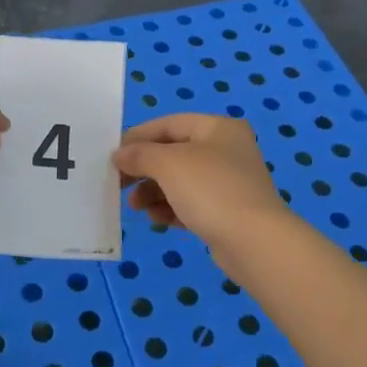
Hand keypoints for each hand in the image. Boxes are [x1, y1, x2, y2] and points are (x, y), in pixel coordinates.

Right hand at [112, 114, 291, 264]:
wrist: (254, 242)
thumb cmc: (210, 190)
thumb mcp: (168, 164)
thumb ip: (139, 155)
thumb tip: (120, 155)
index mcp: (217, 128)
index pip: (168, 124)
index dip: (138, 137)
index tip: (112, 155)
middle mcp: (226, 150)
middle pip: (173, 153)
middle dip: (144, 169)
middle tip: (119, 184)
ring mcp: (229, 182)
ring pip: (180, 181)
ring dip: (153, 192)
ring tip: (136, 207)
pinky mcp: (227, 212)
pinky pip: (191, 204)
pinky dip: (171, 208)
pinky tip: (157, 220)